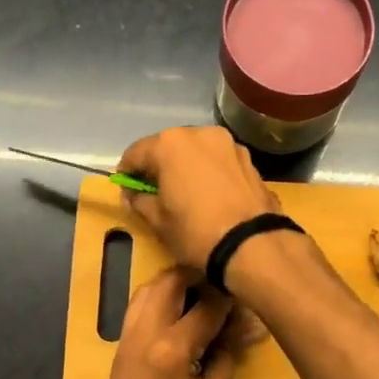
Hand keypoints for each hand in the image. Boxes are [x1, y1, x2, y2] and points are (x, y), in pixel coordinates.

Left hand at [88, 267, 235, 378]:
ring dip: (174, 283)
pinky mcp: (119, 347)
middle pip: (170, 280)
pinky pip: (138, 307)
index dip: (231, 299)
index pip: (207, 306)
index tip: (247, 299)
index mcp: (173, 348)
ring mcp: (127, 337)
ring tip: (201, 292)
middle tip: (222, 282)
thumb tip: (238, 329)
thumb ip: (227, 358)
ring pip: (147, 288)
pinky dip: (158, 298)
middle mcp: (145, 332)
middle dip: (198, 275)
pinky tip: (178, 311)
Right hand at [118, 126, 278, 270]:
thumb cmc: (196, 231)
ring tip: (184, 193)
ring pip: (196, 152)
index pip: (136, 153)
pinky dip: (208, 172)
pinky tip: (209, 194)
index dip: (127, 172)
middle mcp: (199, 134)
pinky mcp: (248, 159)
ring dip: (186, 167)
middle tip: (155, 192)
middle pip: (168, 147)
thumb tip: (133, 195)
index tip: (126, 190)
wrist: (252, 244)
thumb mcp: (158, 221)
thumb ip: (140, 201)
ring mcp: (228, 144)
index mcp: (170, 144)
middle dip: (159, 167)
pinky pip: (218, 161)